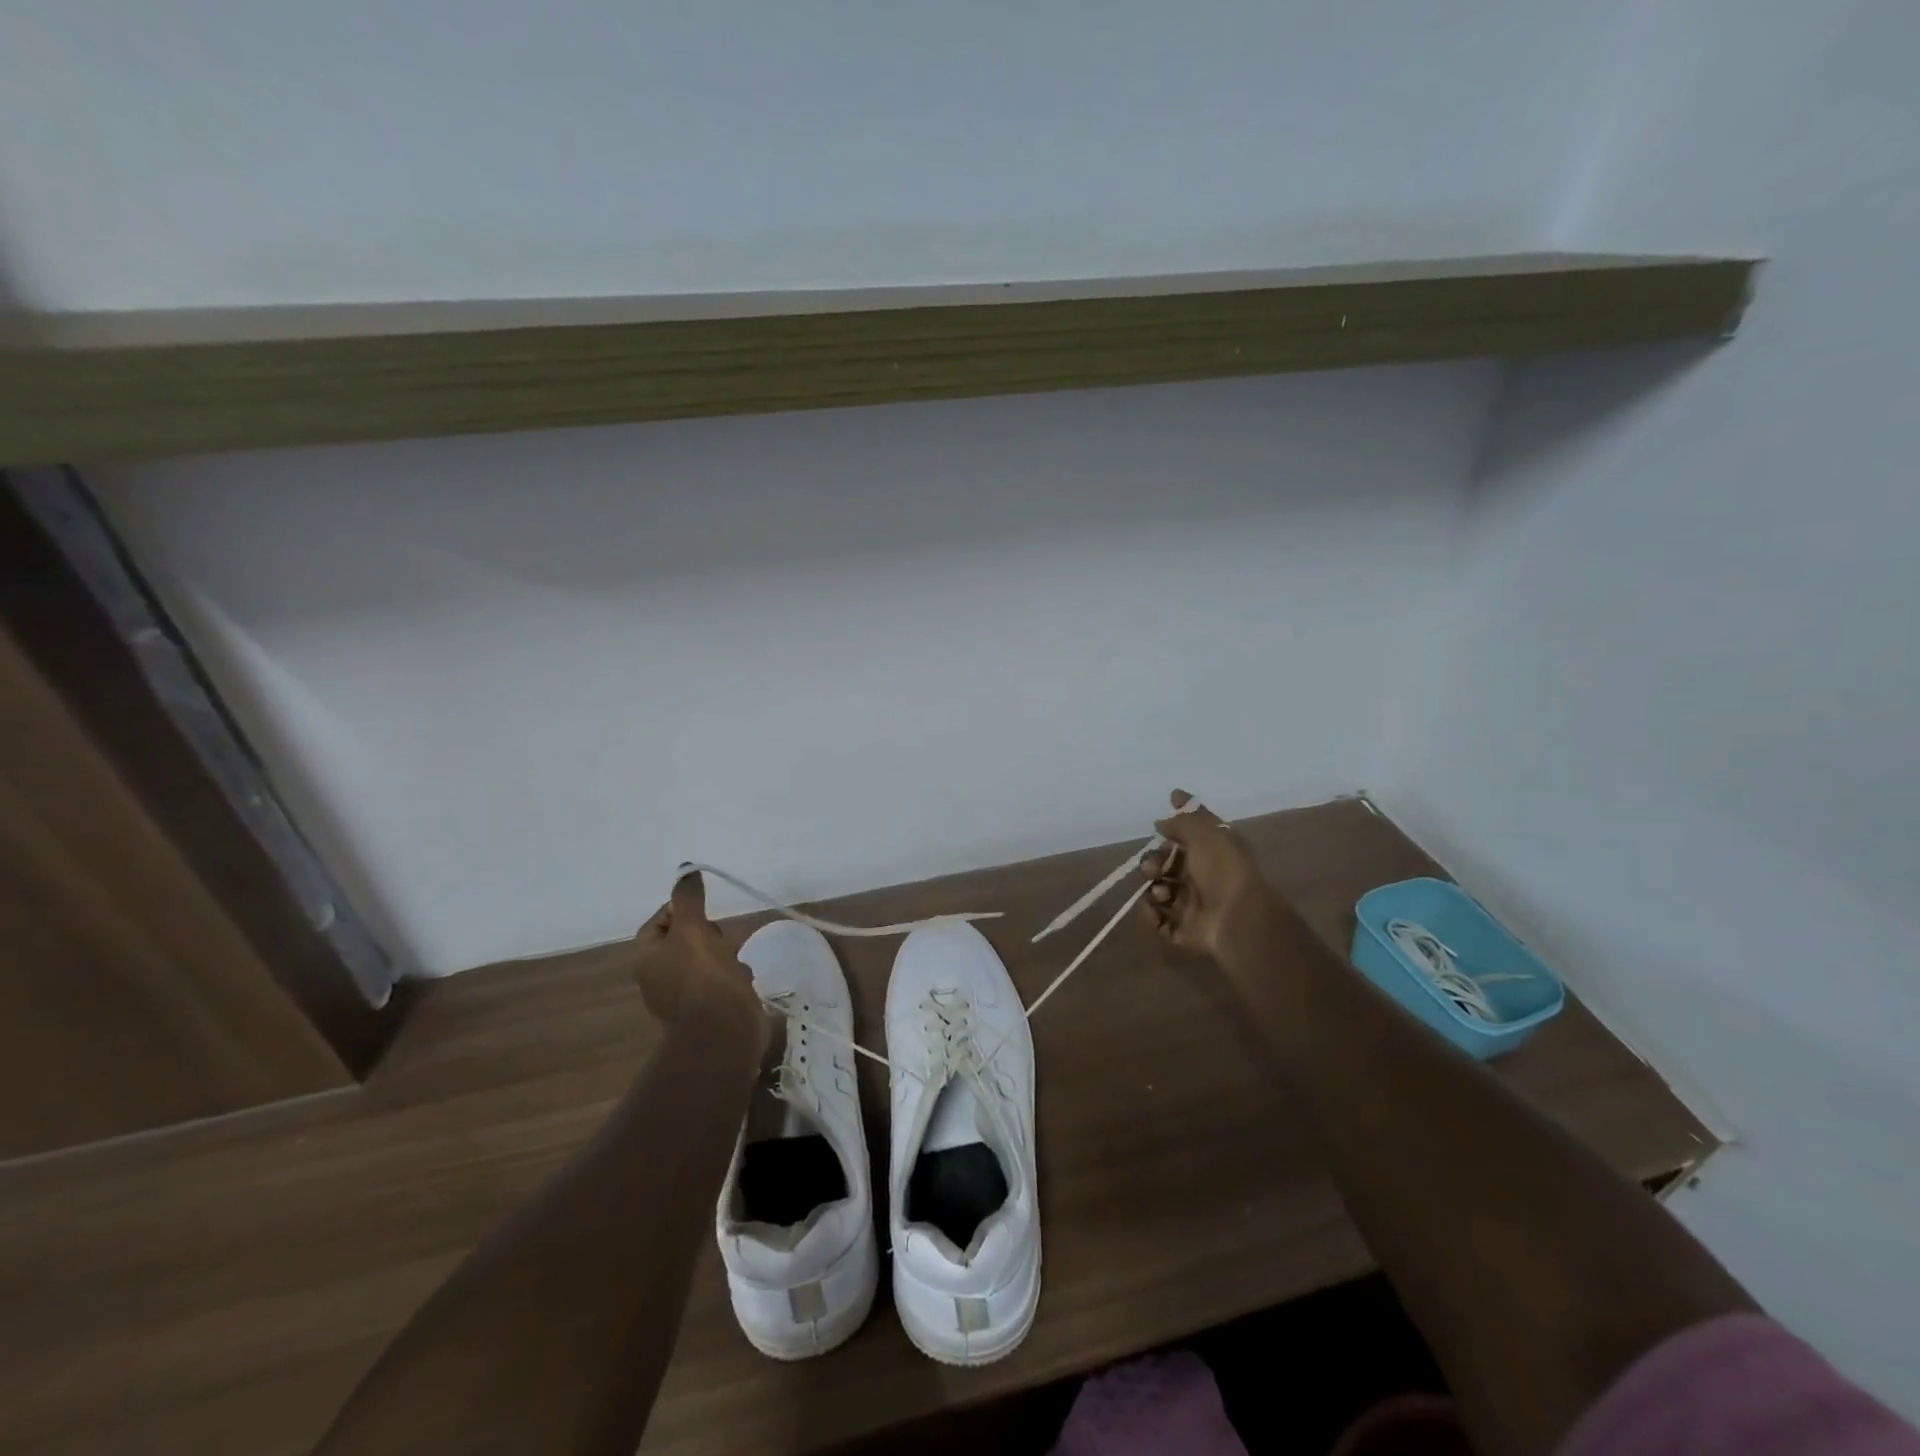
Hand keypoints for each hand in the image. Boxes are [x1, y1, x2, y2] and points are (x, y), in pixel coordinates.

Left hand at [632, 872, 763, 1037]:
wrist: (724, 1030)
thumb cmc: (703, 975)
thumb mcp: (693, 929)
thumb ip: (688, 899)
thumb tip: (685, 870)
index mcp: (647, 958)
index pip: (659, 921)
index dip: (681, 910)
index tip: (704, 911)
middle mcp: (659, 978)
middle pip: (684, 940)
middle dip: (708, 934)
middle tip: (721, 937)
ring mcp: (682, 997)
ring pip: (704, 960)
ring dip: (723, 955)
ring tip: (736, 959)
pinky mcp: (706, 1010)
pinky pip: (718, 982)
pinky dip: (731, 977)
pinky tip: (742, 980)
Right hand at [1138, 789, 1279, 966]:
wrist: (1236, 919)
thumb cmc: (1222, 870)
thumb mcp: (1205, 833)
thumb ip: (1182, 821)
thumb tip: (1161, 821)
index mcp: (1214, 853)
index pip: (1190, 836)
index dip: (1173, 829)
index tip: (1157, 826)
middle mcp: (1203, 877)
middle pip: (1168, 865)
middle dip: (1153, 863)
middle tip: (1150, 869)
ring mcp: (1194, 905)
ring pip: (1161, 892)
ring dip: (1154, 889)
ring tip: (1161, 893)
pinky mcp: (1185, 930)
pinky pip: (1159, 921)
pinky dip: (1151, 914)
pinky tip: (1154, 908)